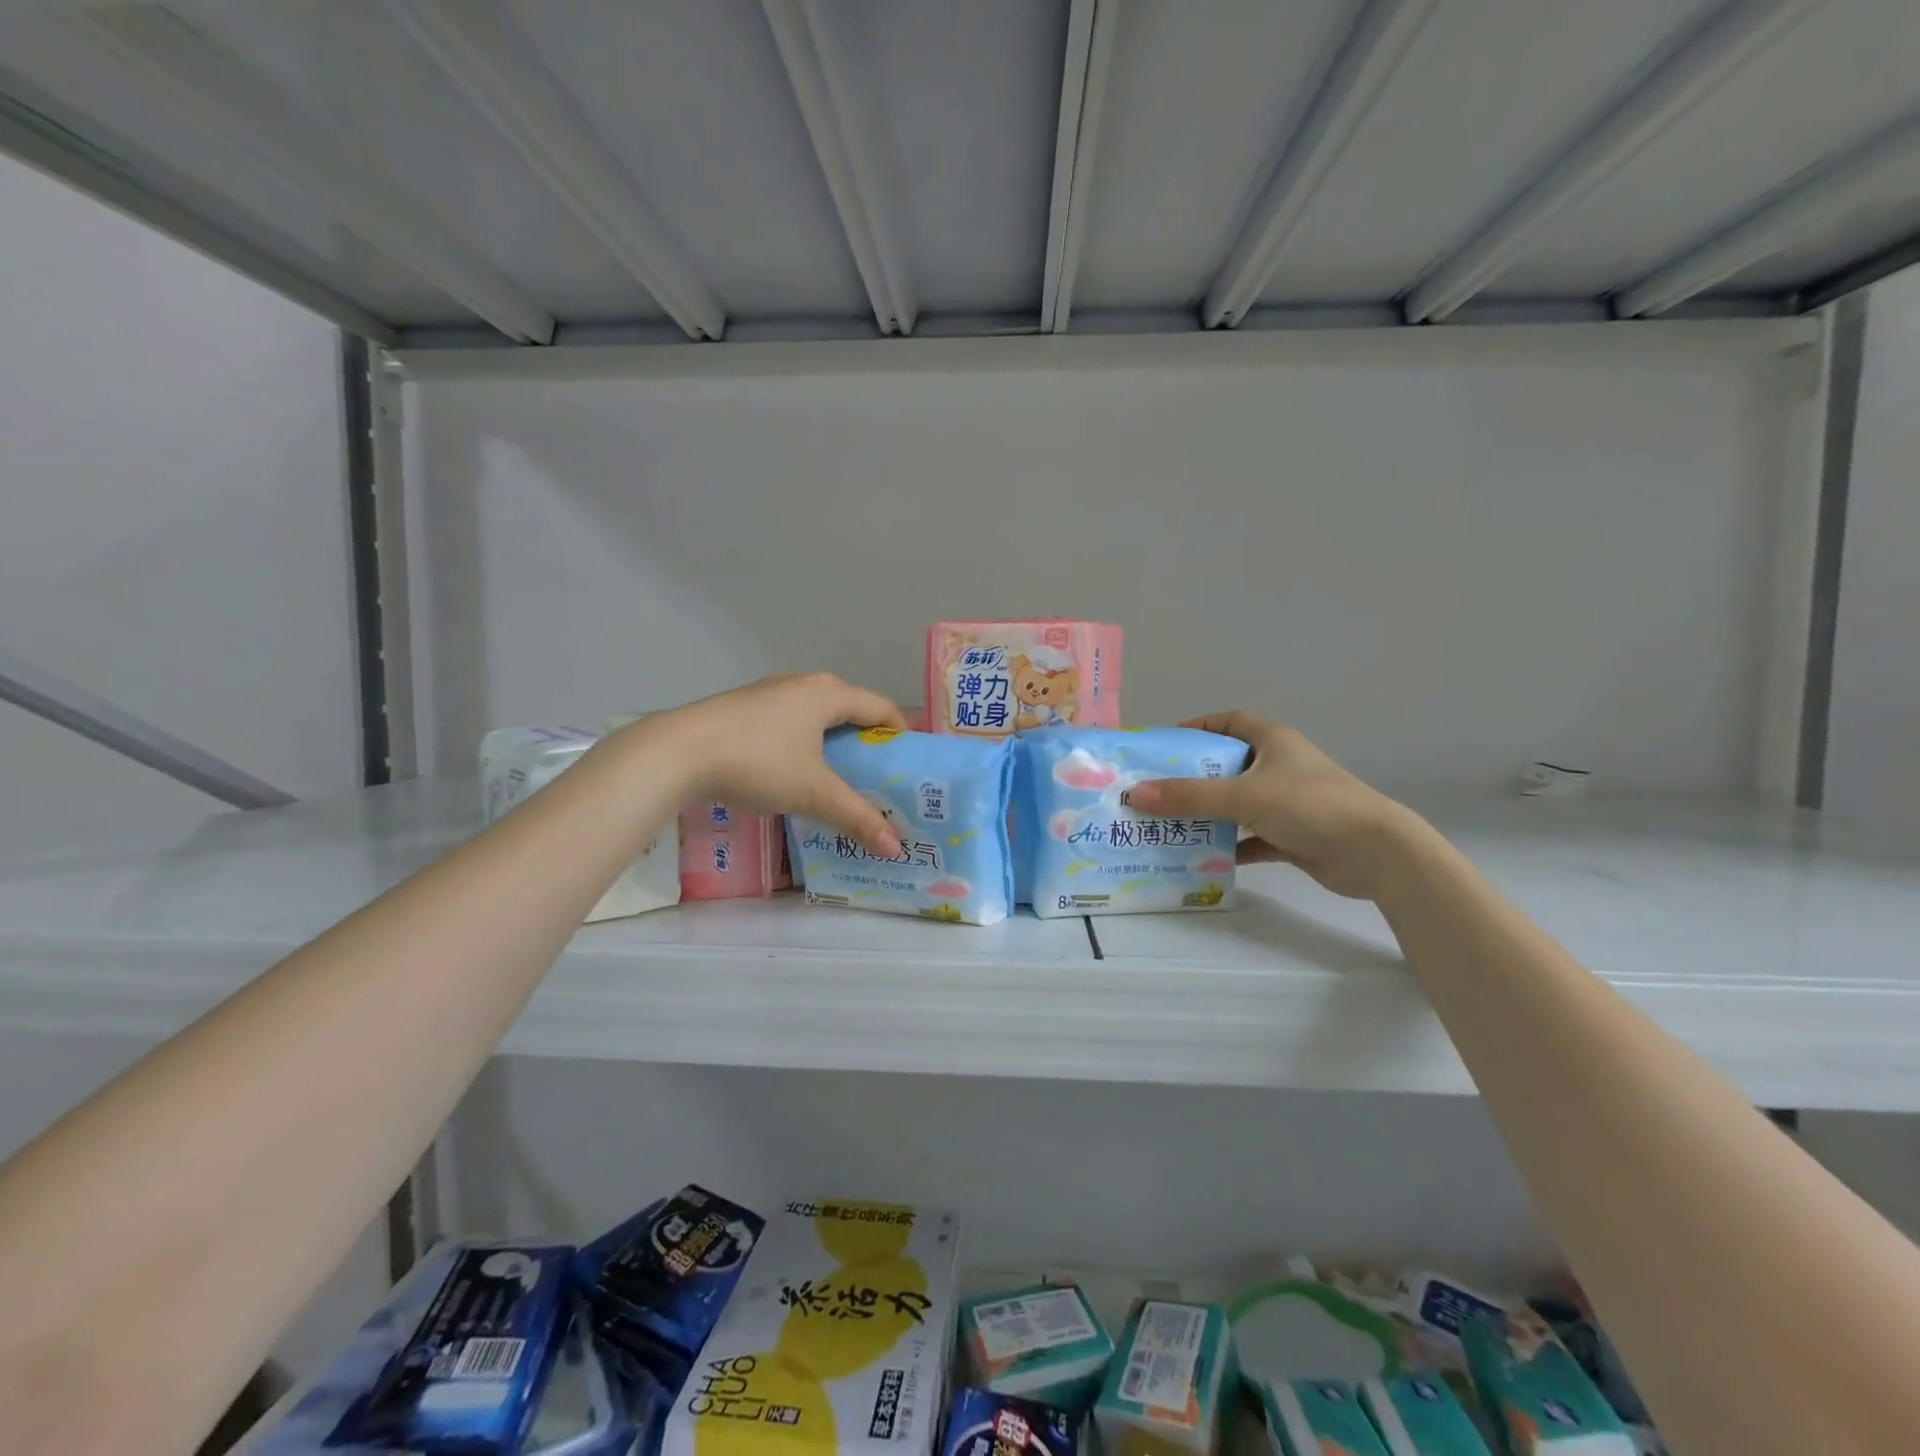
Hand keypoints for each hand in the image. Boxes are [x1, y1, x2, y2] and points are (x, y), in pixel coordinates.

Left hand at [622, 673, 907, 856]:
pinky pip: (789, 722)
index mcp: (828, 693)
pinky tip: (792, 772)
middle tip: (876, 778)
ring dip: (832, 744)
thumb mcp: (813, 793)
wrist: (676, 752)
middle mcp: (802, 684)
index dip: (900, 734)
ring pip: (815, 716)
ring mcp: (769, 692)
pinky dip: (803, 744)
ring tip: (837, 779)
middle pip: (849, 709)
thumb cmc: (758, 762)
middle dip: (866, 742)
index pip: (881, 707)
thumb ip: (856, 817)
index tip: (908, 766)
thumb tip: (895, 848)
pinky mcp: (743, 708)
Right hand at [1127, 712, 1412, 900]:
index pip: (1228, 722)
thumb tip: (1134, 794)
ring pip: (1236, 805)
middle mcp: (1279, 767)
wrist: (1376, 852)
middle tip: (1154, 790)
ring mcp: (1287, 803)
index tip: (1164, 745)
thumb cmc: (1309, 805)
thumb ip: (1189, 796)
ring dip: (1207, 815)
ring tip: (1168, 826)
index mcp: (1272, 742)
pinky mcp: (1293, 836)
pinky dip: (1229, 846)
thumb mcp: (1243, 796)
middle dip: (1192, 777)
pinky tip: (1202, 857)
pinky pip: (1250, 838)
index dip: (1196, 728)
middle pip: (1226, 766)